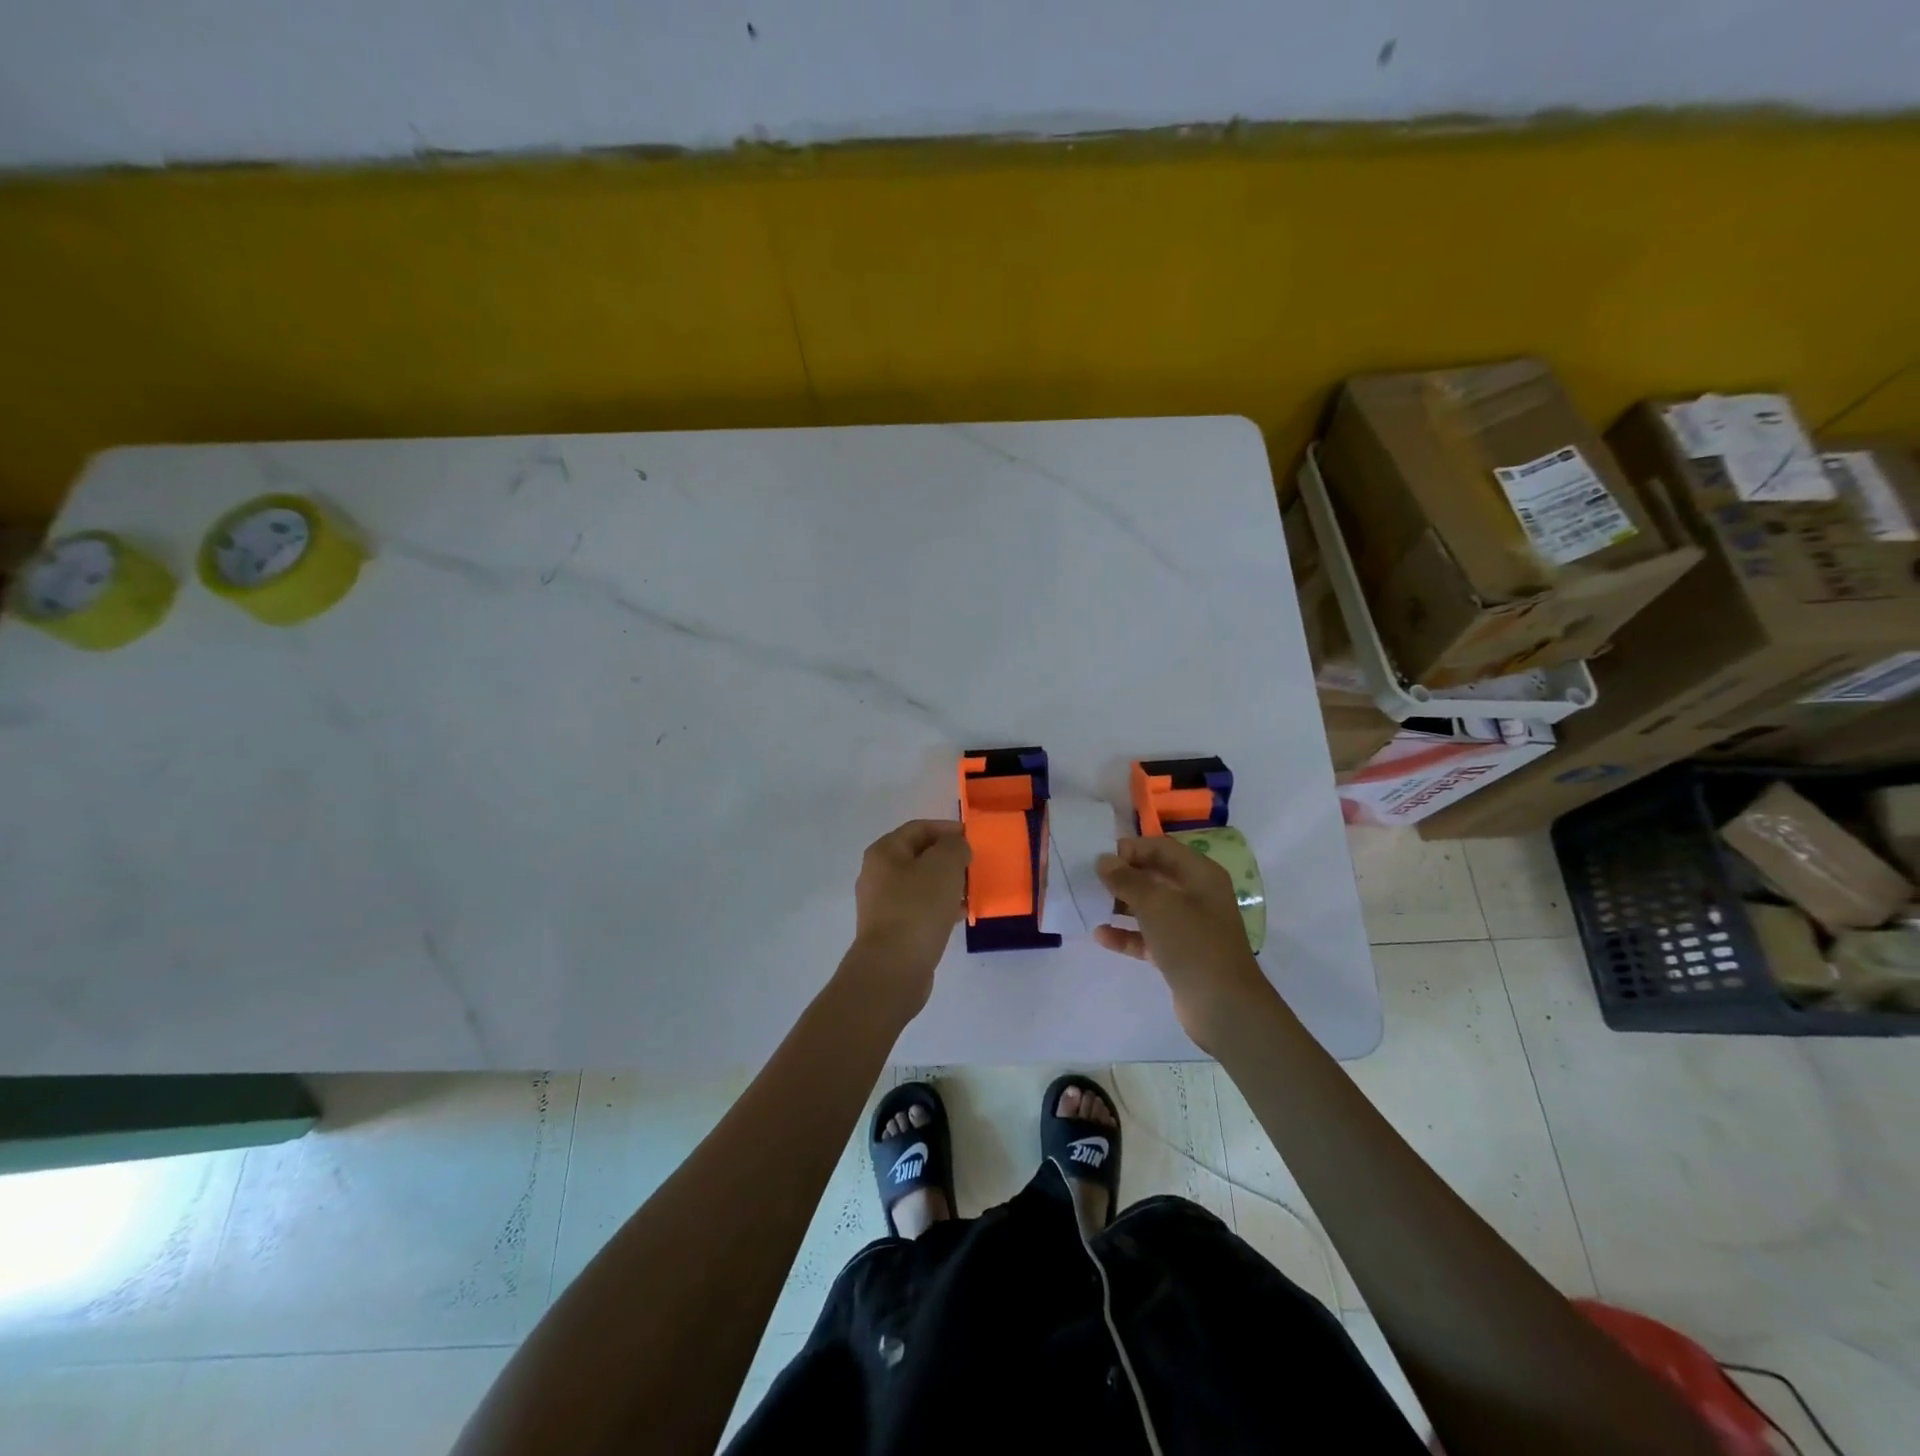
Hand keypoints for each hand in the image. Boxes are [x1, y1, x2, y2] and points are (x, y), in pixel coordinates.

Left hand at [842, 819, 970, 1021]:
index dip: (948, 829)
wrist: (893, 968)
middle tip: (975, 866)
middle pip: (920, 856)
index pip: (919, 828)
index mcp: (885, 852)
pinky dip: (940, 906)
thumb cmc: (918, 908)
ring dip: (947, 884)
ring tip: (972, 891)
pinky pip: (920, 908)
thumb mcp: (944, 866)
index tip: (974, 839)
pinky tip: (960, 914)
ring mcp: (882, 904)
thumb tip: (956, 848)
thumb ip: (955, 847)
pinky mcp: (891, 930)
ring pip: (921, 884)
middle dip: (949, 859)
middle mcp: (878, 874)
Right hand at [1095, 835, 1279, 1051]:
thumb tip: (1104, 861)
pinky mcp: (1178, 953)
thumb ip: (1127, 880)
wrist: (1223, 1006)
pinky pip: (1147, 936)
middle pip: (1154, 876)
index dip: (1131, 848)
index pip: (1161, 848)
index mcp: (1200, 875)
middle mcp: (1196, 895)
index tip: (1100, 856)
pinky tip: (1100, 935)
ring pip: (1149, 907)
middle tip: (1089, 879)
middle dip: (1123, 876)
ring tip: (1090, 904)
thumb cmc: (1193, 943)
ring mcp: (1188, 926)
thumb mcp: (1156, 904)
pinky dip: (1126, 934)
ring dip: (1121, 905)